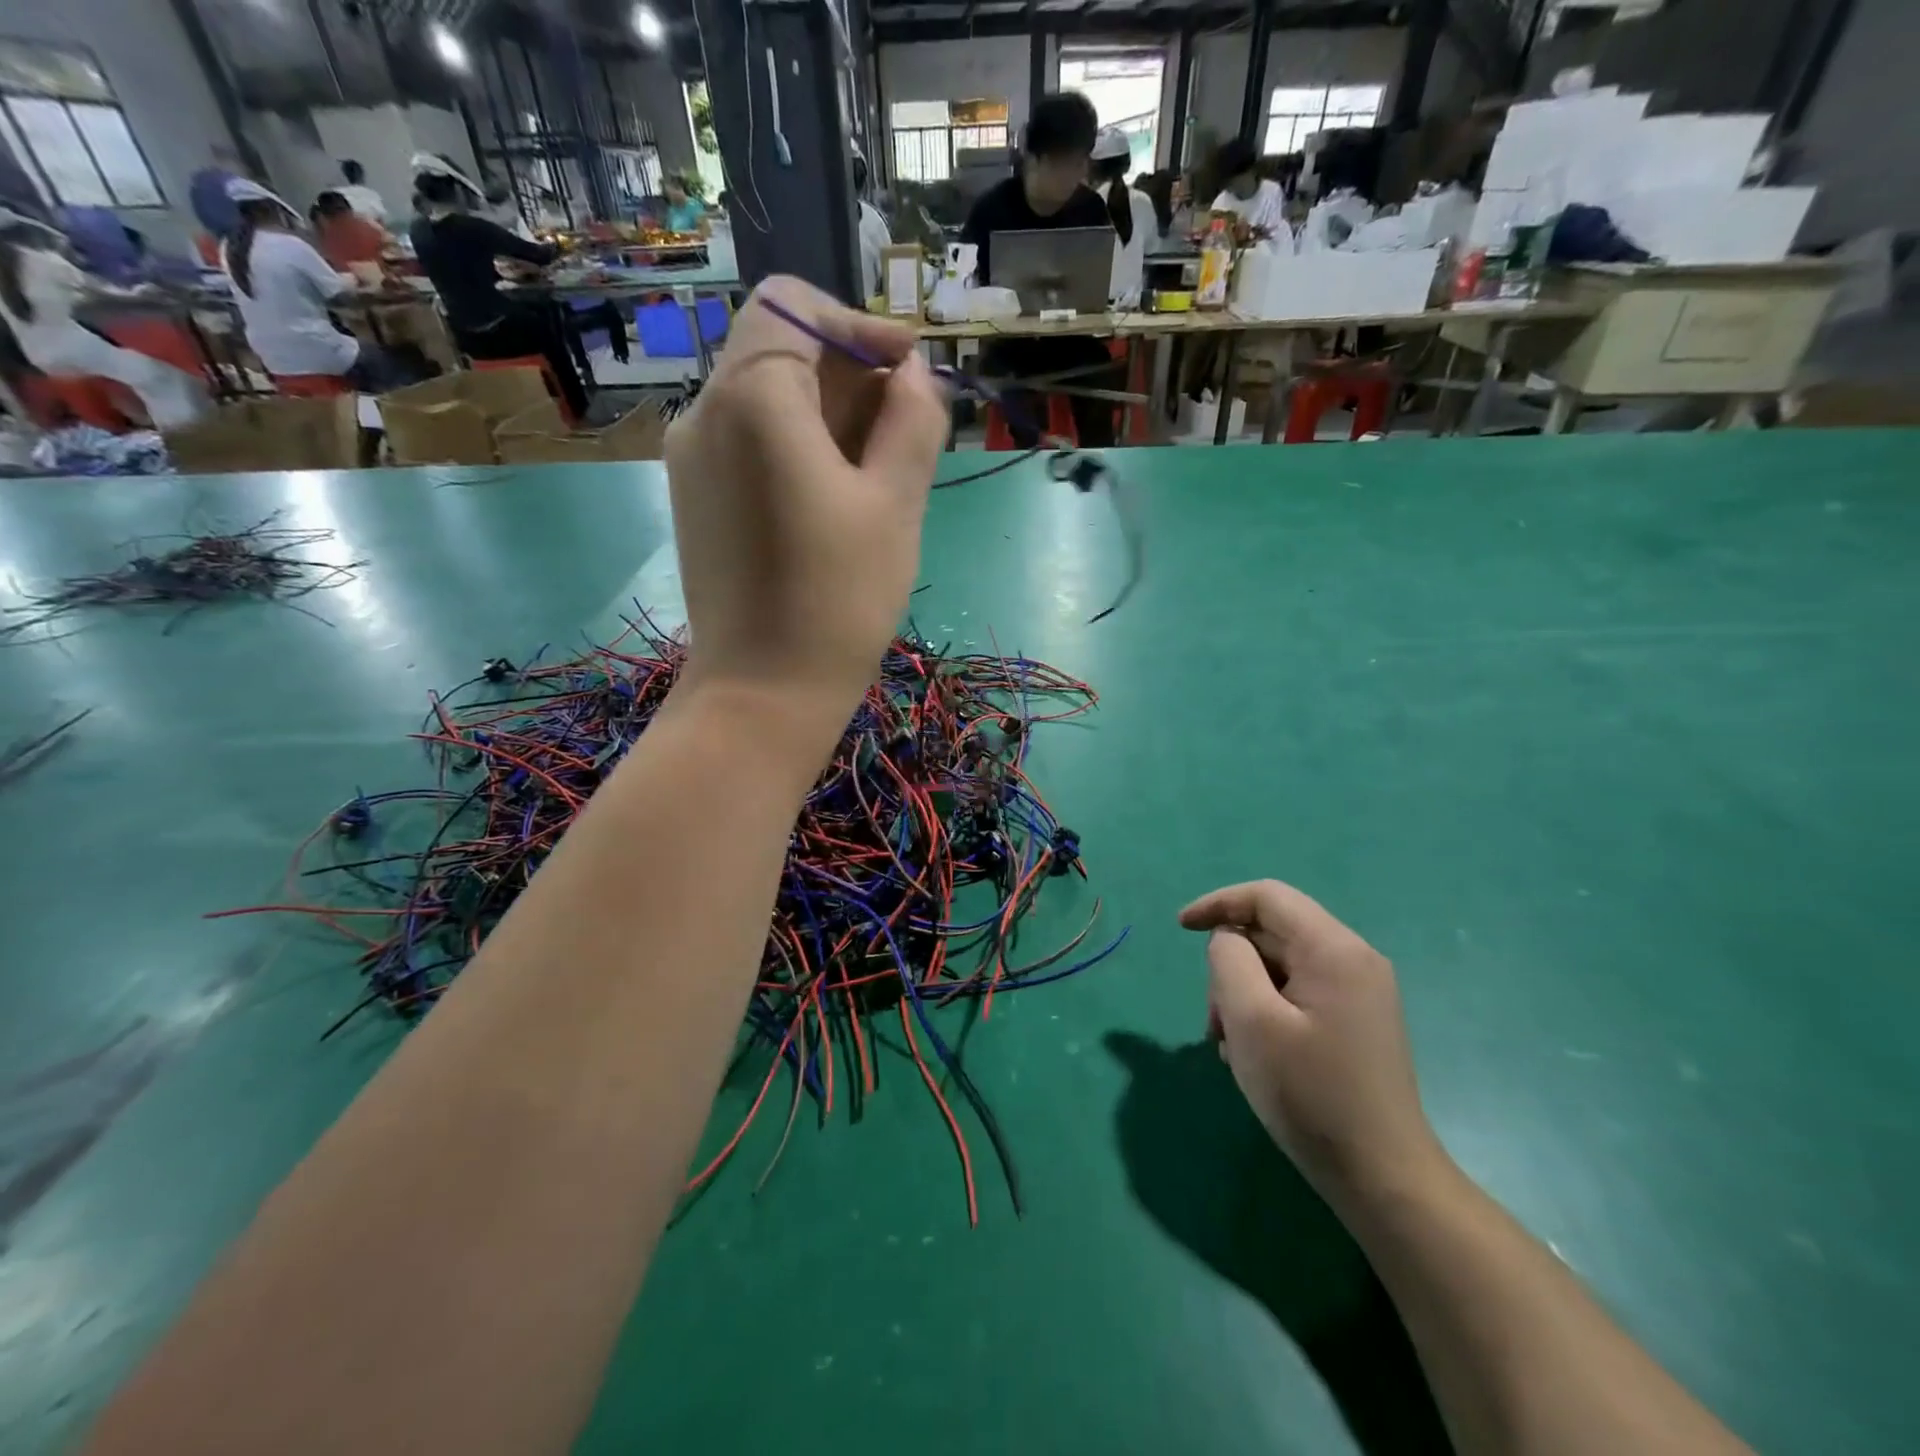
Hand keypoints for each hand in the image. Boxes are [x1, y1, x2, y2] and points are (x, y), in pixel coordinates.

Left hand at [664, 275, 947, 724]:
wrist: (762, 693)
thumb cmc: (838, 597)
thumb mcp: (895, 503)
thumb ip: (912, 420)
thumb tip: (913, 375)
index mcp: (753, 396)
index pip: (795, 307)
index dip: (859, 326)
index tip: (908, 373)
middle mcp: (705, 412)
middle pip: (778, 352)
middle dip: (848, 374)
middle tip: (905, 429)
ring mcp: (690, 458)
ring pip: (763, 399)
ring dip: (826, 413)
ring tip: (879, 470)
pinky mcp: (694, 499)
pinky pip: (747, 443)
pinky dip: (794, 446)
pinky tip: (834, 498)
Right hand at [1179, 880, 1445, 1209]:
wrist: (1384, 1179)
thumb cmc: (1310, 1094)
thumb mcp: (1251, 1020)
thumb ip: (1229, 960)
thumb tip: (1228, 941)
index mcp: (1334, 949)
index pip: (1267, 897)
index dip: (1218, 903)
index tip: (1180, 928)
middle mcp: (1354, 960)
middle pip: (1273, 933)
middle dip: (1231, 966)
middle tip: (1214, 1021)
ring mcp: (1360, 993)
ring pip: (1281, 966)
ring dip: (1244, 995)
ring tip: (1232, 1046)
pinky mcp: (1357, 1022)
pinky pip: (1298, 994)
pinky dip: (1266, 1011)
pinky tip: (1257, 1055)